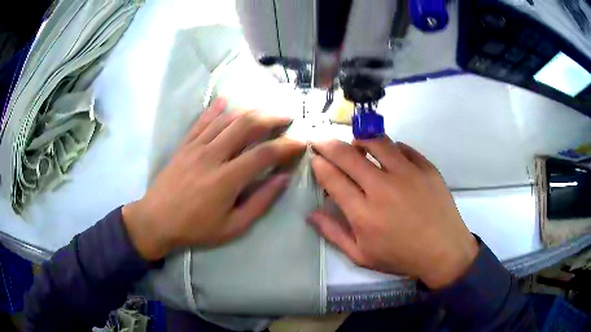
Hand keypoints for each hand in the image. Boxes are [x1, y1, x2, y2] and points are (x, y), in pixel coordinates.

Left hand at [122, 98, 304, 260]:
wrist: (155, 221)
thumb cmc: (195, 229)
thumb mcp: (232, 227)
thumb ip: (260, 202)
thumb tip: (283, 179)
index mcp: (227, 179)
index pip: (264, 153)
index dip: (286, 145)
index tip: (300, 142)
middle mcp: (212, 155)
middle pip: (246, 126)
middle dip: (271, 117)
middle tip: (286, 117)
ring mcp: (196, 147)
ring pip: (226, 119)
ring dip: (249, 111)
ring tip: (264, 111)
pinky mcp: (184, 145)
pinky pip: (201, 121)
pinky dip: (215, 109)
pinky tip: (225, 101)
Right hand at [308, 137, 477, 288]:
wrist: (444, 251)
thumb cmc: (401, 256)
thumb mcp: (362, 256)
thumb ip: (334, 234)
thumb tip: (311, 214)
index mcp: (363, 213)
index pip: (332, 178)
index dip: (319, 164)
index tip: (314, 158)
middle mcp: (382, 187)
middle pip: (347, 154)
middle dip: (327, 143)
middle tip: (320, 139)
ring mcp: (407, 174)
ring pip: (376, 142)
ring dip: (360, 140)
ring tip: (356, 145)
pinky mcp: (426, 168)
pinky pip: (403, 147)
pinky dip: (391, 148)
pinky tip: (390, 157)